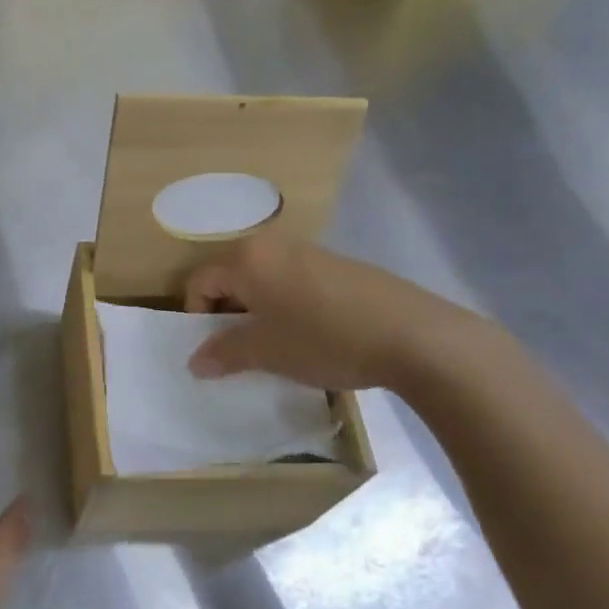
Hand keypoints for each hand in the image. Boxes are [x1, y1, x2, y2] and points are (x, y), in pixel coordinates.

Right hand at [182, 236, 483, 391]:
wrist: (413, 336)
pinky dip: (289, 307)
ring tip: (279, 347)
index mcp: (247, 259)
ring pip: (265, 281)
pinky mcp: (340, 266)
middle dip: (229, 315)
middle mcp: (274, 246)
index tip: (214, 350)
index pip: (200, 281)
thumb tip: (196, 362)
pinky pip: (296, 283)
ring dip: (260, 312)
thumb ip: (224, 353)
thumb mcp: (266, 352)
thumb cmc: (323, 339)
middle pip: (232, 277)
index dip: (197, 317)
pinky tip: (314, 337)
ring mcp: (311, 253)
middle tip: (242, 351)